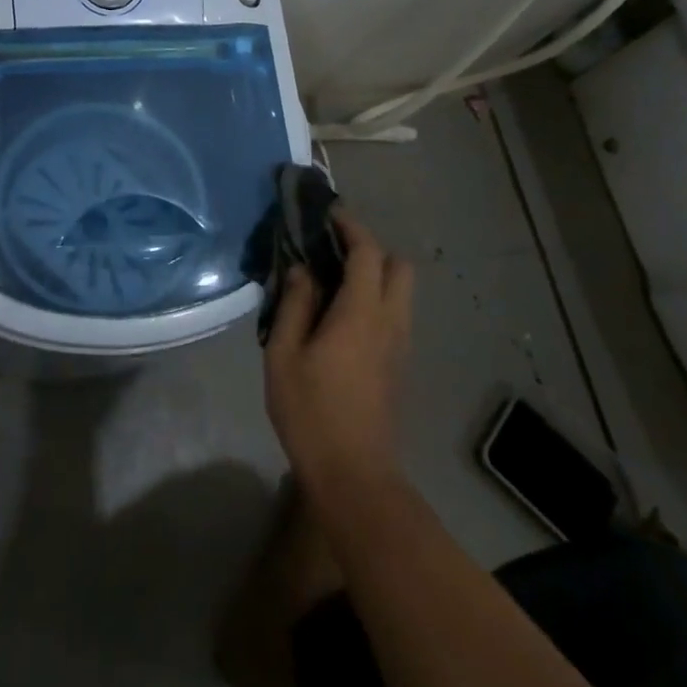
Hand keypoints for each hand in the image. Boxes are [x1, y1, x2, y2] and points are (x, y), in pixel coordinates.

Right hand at [264, 211, 413, 498]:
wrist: (353, 473)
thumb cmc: (311, 411)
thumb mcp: (284, 354)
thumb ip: (295, 305)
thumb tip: (304, 270)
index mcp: (362, 313)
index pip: (368, 252)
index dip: (351, 226)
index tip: (328, 213)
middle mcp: (391, 321)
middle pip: (398, 266)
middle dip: (370, 248)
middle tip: (332, 250)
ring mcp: (400, 344)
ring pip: (402, 291)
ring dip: (375, 273)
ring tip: (333, 280)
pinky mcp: (399, 363)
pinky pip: (395, 313)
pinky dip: (376, 297)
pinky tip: (342, 314)